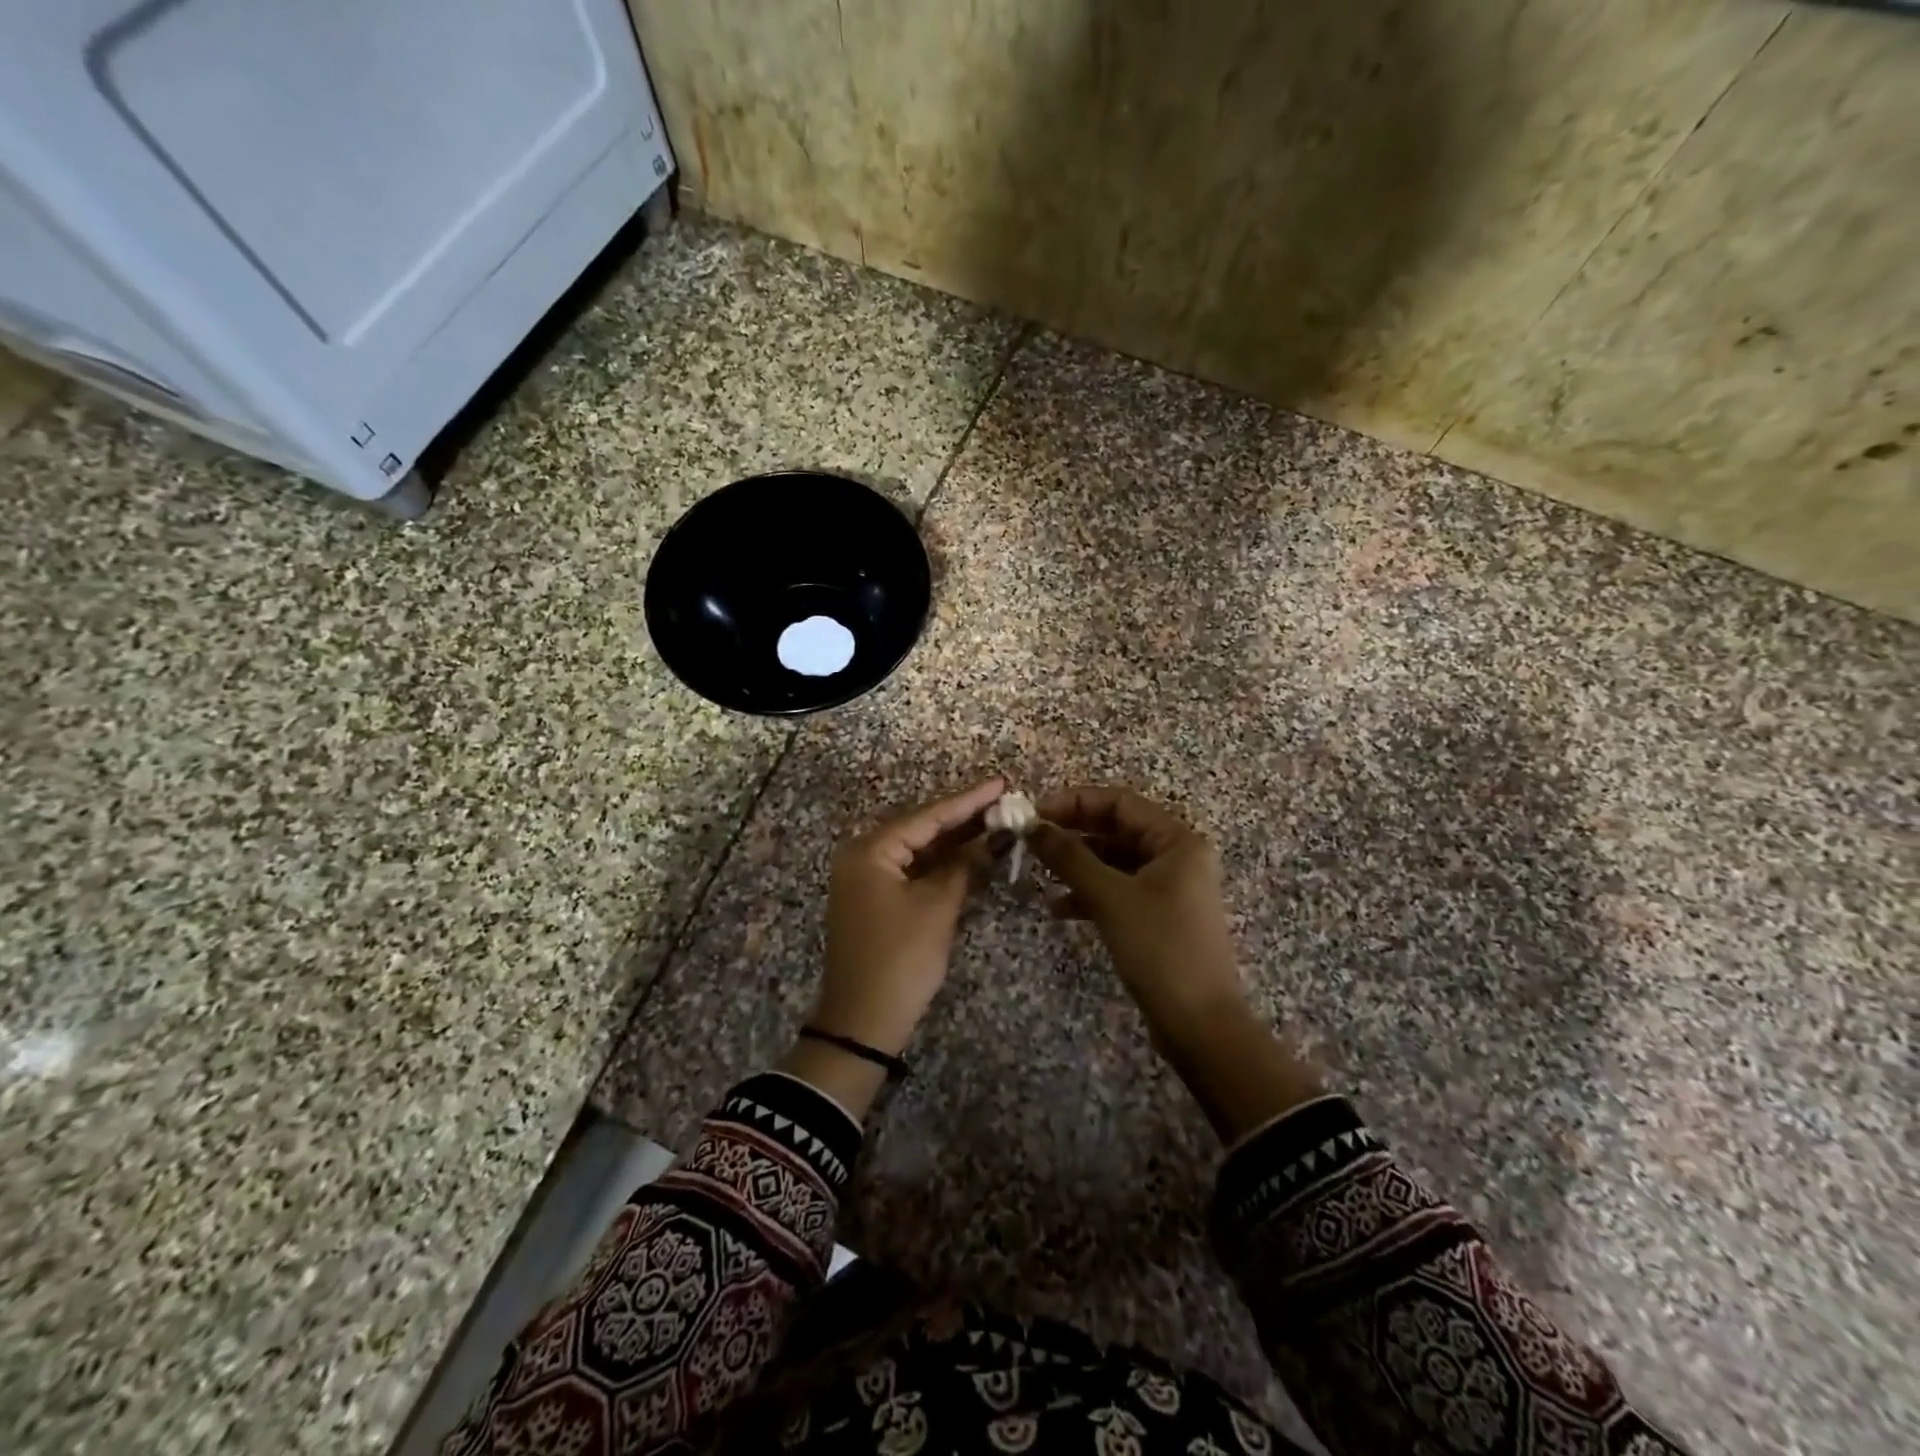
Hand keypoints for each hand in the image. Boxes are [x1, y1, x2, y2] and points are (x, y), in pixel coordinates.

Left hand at [813, 776, 1005, 1056]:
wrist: (863, 1022)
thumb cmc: (900, 959)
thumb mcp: (937, 908)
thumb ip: (965, 866)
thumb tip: (994, 838)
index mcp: (870, 851)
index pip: (927, 816)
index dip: (968, 800)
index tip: (1001, 782)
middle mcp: (863, 857)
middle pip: (921, 828)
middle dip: (963, 817)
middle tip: (1004, 800)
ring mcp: (867, 880)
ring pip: (918, 850)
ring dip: (955, 841)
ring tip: (996, 821)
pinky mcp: (876, 901)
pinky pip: (913, 871)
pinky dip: (942, 865)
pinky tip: (972, 855)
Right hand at [1029, 787, 1244, 1038]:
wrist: (1198, 1024)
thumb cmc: (1159, 948)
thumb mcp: (1109, 896)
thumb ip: (1069, 856)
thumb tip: (1032, 825)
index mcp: (1177, 840)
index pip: (1120, 802)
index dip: (1075, 802)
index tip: (1034, 812)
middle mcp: (1177, 856)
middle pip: (1117, 829)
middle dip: (1073, 833)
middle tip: (1031, 839)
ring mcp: (1169, 888)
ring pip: (1114, 861)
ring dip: (1078, 865)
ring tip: (1039, 873)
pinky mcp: (1159, 916)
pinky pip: (1119, 889)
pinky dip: (1090, 893)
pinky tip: (1059, 908)